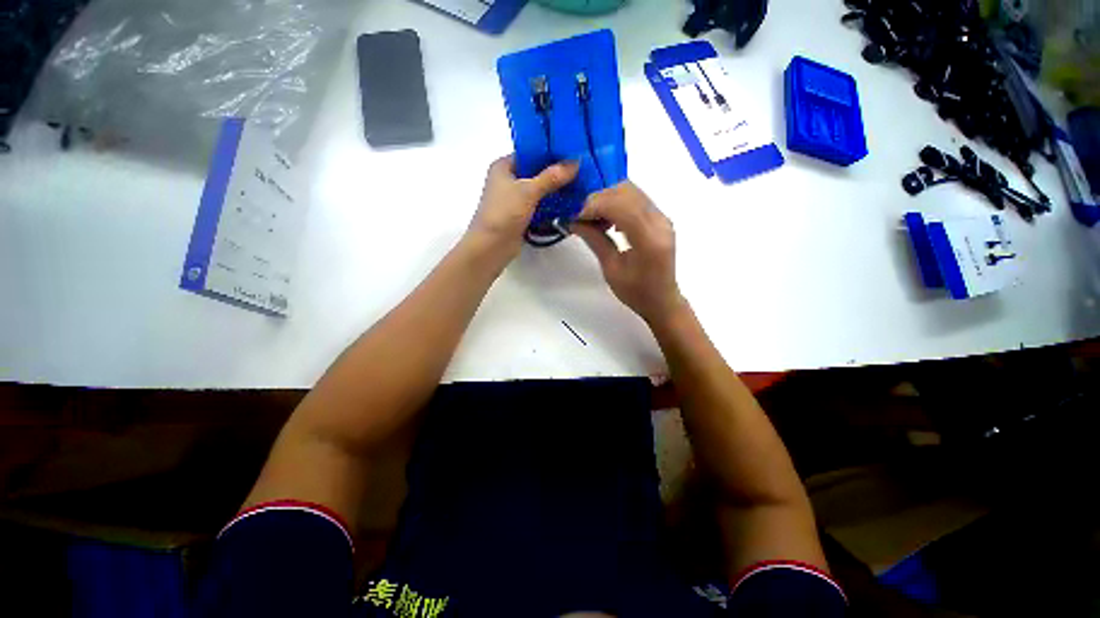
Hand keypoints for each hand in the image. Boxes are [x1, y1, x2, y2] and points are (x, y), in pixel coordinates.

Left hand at [467, 155, 578, 259]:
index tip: (572, 151)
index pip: (530, 152)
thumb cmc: (504, 213)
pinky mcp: (520, 215)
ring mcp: (514, 199)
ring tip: (579, 185)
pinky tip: (568, 203)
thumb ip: (551, 177)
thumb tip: (575, 162)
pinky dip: (551, 204)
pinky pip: (539, 205)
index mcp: (504, 166)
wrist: (491, 247)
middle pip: (536, 172)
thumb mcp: (528, 191)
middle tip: (580, 169)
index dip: (550, 151)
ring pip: (538, 190)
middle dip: (556, 172)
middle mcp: (508, 180)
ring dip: (555, 190)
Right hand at [571, 182, 685, 325]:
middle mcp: (660, 222)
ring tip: (593, 218)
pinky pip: (636, 199)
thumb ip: (595, 240)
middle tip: (581, 216)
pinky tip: (608, 220)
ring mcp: (662, 218)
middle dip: (599, 199)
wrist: (662, 300)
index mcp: (649, 239)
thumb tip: (574, 221)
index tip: (575, 216)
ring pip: (631, 191)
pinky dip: (617, 202)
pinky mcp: (660, 218)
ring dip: (608, 199)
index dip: (594, 205)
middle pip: (626, 191)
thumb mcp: (611, 270)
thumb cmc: (636, 292)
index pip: (620, 205)